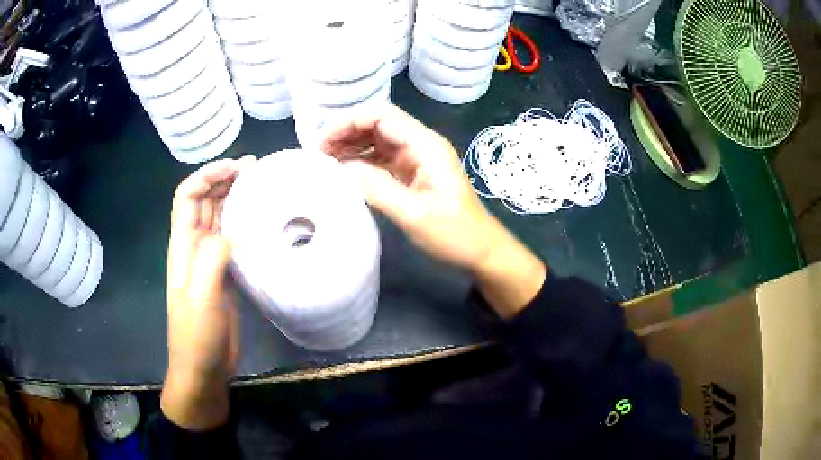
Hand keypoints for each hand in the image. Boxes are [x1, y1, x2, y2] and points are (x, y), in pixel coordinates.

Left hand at [161, 156, 253, 430]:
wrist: (202, 369)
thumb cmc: (197, 335)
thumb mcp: (202, 298)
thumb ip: (212, 260)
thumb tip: (233, 232)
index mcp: (183, 247)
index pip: (188, 196)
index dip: (207, 175)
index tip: (236, 168)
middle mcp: (193, 248)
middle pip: (204, 202)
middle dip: (224, 179)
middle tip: (255, 170)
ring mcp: (208, 262)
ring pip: (218, 218)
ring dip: (235, 198)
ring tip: (261, 186)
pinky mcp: (223, 276)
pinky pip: (232, 240)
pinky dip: (244, 224)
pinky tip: (262, 223)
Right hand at [321, 105, 545, 317]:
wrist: (480, 250)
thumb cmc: (454, 234)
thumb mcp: (414, 214)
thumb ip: (377, 188)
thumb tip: (341, 168)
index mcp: (425, 145)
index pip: (381, 116)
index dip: (348, 123)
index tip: (322, 143)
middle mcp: (420, 144)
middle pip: (377, 124)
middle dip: (345, 133)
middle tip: (318, 154)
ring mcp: (417, 158)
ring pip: (377, 141)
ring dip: (351, 146)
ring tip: (324, 162)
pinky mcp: (413, 173)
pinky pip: (382, 159)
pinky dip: (361, 162)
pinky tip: (343, 172)